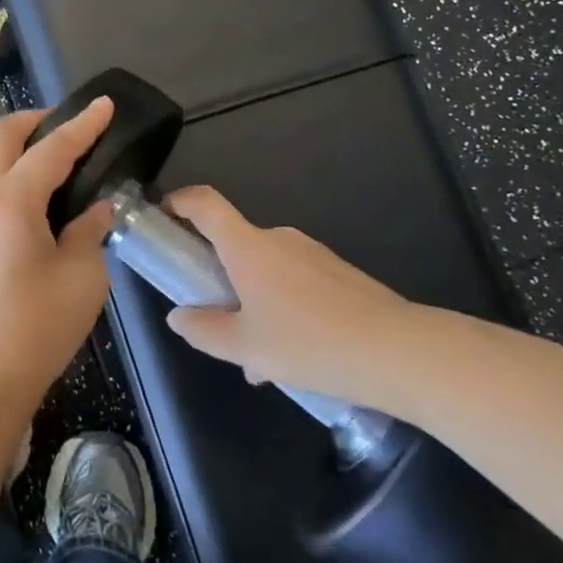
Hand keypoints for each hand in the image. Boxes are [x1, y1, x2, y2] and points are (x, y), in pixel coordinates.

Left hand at [0, 99, 116, 418]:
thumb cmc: (35, 329)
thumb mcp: (83, 277)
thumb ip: (90, 232)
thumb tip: (93, 210)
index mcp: (8, 200)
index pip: (51, 148)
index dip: (82, 125)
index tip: (104, 105)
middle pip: (0, 136)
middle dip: (36, 120)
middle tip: (70, 127)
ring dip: (14, 146)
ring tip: (49, 159)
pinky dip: (1, 173)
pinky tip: (26, 197)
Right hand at [162, 186, 425, 408]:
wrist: (400, 352)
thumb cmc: (310, 343)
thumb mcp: (245, 347)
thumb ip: (204, 331)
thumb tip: (178, 317)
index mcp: (248, 247)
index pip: (204, 204)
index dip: (177, 202)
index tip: (162, 217)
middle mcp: (279, 239)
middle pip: (234, 244)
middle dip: (217, 277)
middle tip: (213, 321)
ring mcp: (313, 254)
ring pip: (266, 271)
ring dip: (251, 302)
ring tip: (259, 360)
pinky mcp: (339, 274)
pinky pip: (295, 283)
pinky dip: (282, 309)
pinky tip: (294, 358)